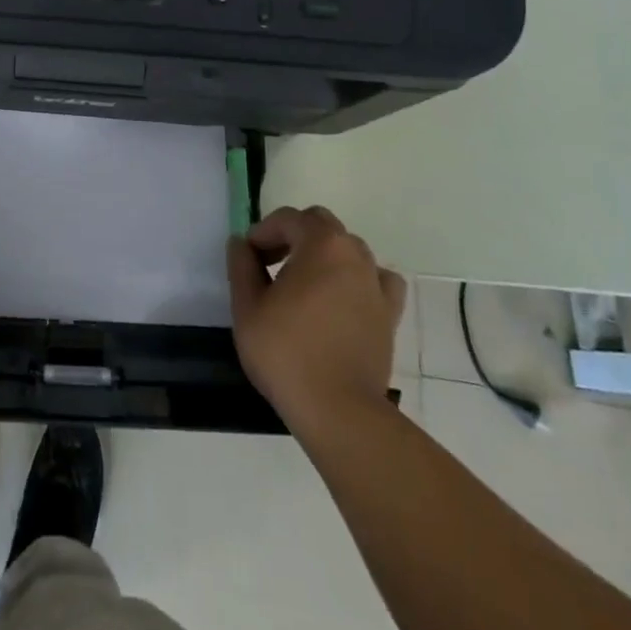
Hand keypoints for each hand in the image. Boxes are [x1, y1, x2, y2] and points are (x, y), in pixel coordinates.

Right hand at [227, 207, 405, 436]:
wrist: (338, 411)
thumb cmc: (286, 353)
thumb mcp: (247, 307)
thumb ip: (241, 266)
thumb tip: (241, 243)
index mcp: (321, 244)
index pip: (287, 219)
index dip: (262, 233)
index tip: (247, 259)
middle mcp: (353, 254)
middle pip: (321, 224)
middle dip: (292, 235)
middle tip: (270, 264)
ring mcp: (376, 284)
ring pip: (348, 249)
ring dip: (323, 255)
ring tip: (303, 284)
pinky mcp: (389, 314)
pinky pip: (376, 280)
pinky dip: (358, 279)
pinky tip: (343, 298)